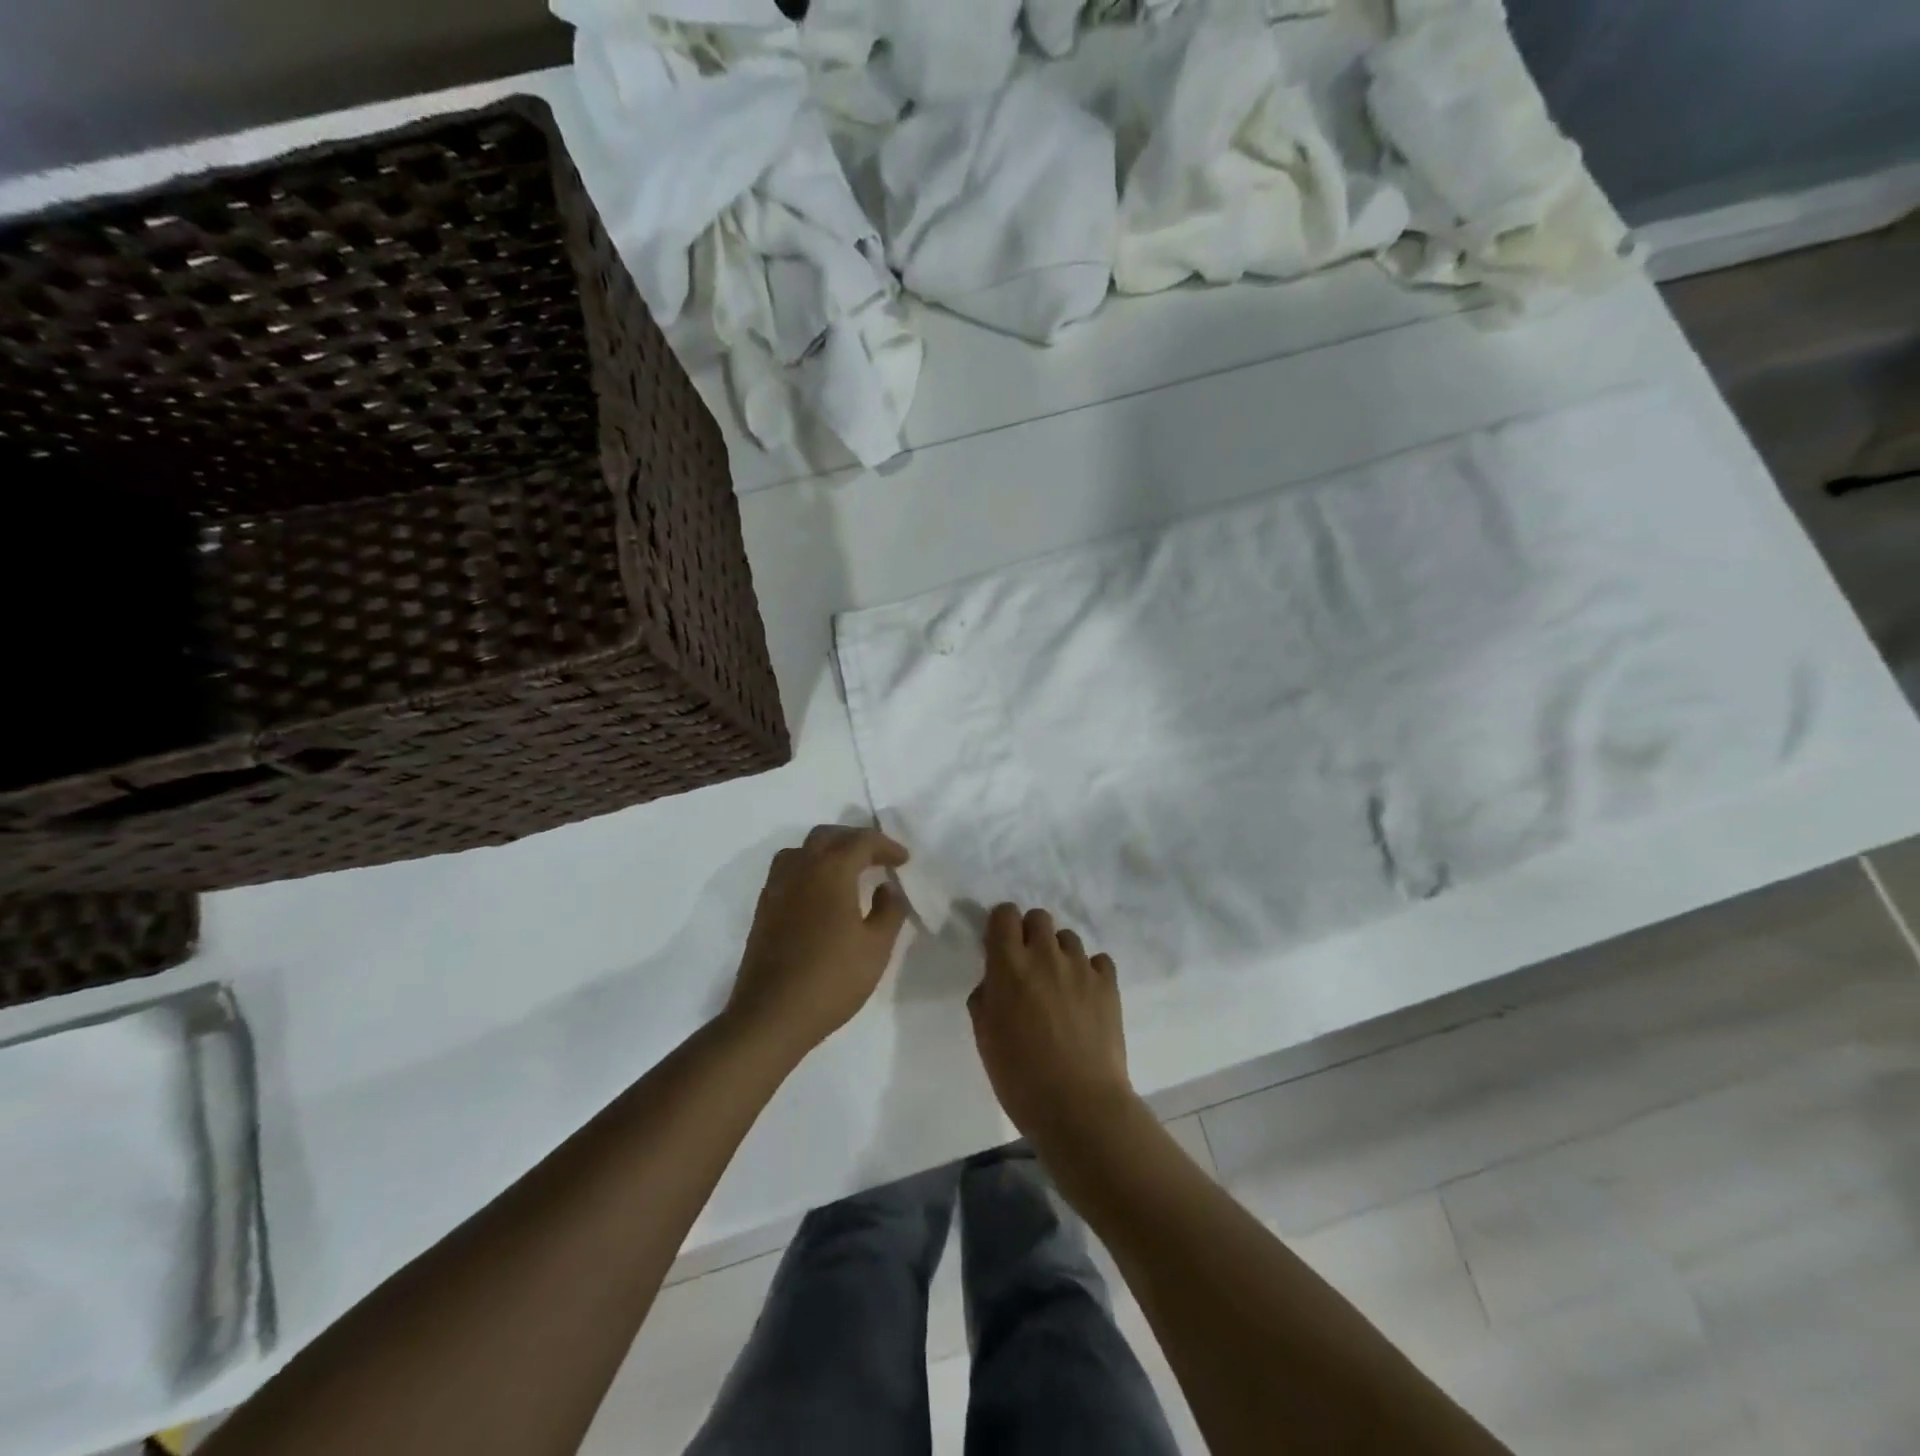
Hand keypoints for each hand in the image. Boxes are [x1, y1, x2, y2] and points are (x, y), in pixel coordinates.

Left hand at [725, 825, 910, 1063]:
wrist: (772, 1014)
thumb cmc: (832, 979)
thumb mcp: (876, 947)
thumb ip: (888, 910)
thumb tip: (887, 888)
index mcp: (831, 871)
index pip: (861, 841)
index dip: (885, 845)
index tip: (903, 860)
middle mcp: (800, 869)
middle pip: (827, 836)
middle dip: (854, 840)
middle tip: (876, 857)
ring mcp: (776, 888)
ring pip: (801, 850)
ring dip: (826, 850)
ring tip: (846, 869)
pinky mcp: (764, 909)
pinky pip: (787, 870)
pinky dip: (808, 868)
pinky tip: (819, 893)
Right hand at [968, 904, 1140, 1148]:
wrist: (1079, 1106)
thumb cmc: (1020, 1078)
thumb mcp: (985, 1038)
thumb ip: (986, 998)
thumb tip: (995, 982)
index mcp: (1009, 966)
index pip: (1004, 914)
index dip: (1001, 926)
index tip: (1000, 946)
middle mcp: (1045, 956)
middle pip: (1039, 917)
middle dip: (1030, 934)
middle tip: (1029, 966)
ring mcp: (1081, 967)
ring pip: (1068, 937)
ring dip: (1059, 953)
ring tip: (1059, 985)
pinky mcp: (1108, 984)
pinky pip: (1098, 960)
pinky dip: (1089, 971)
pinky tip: (1085, 996)